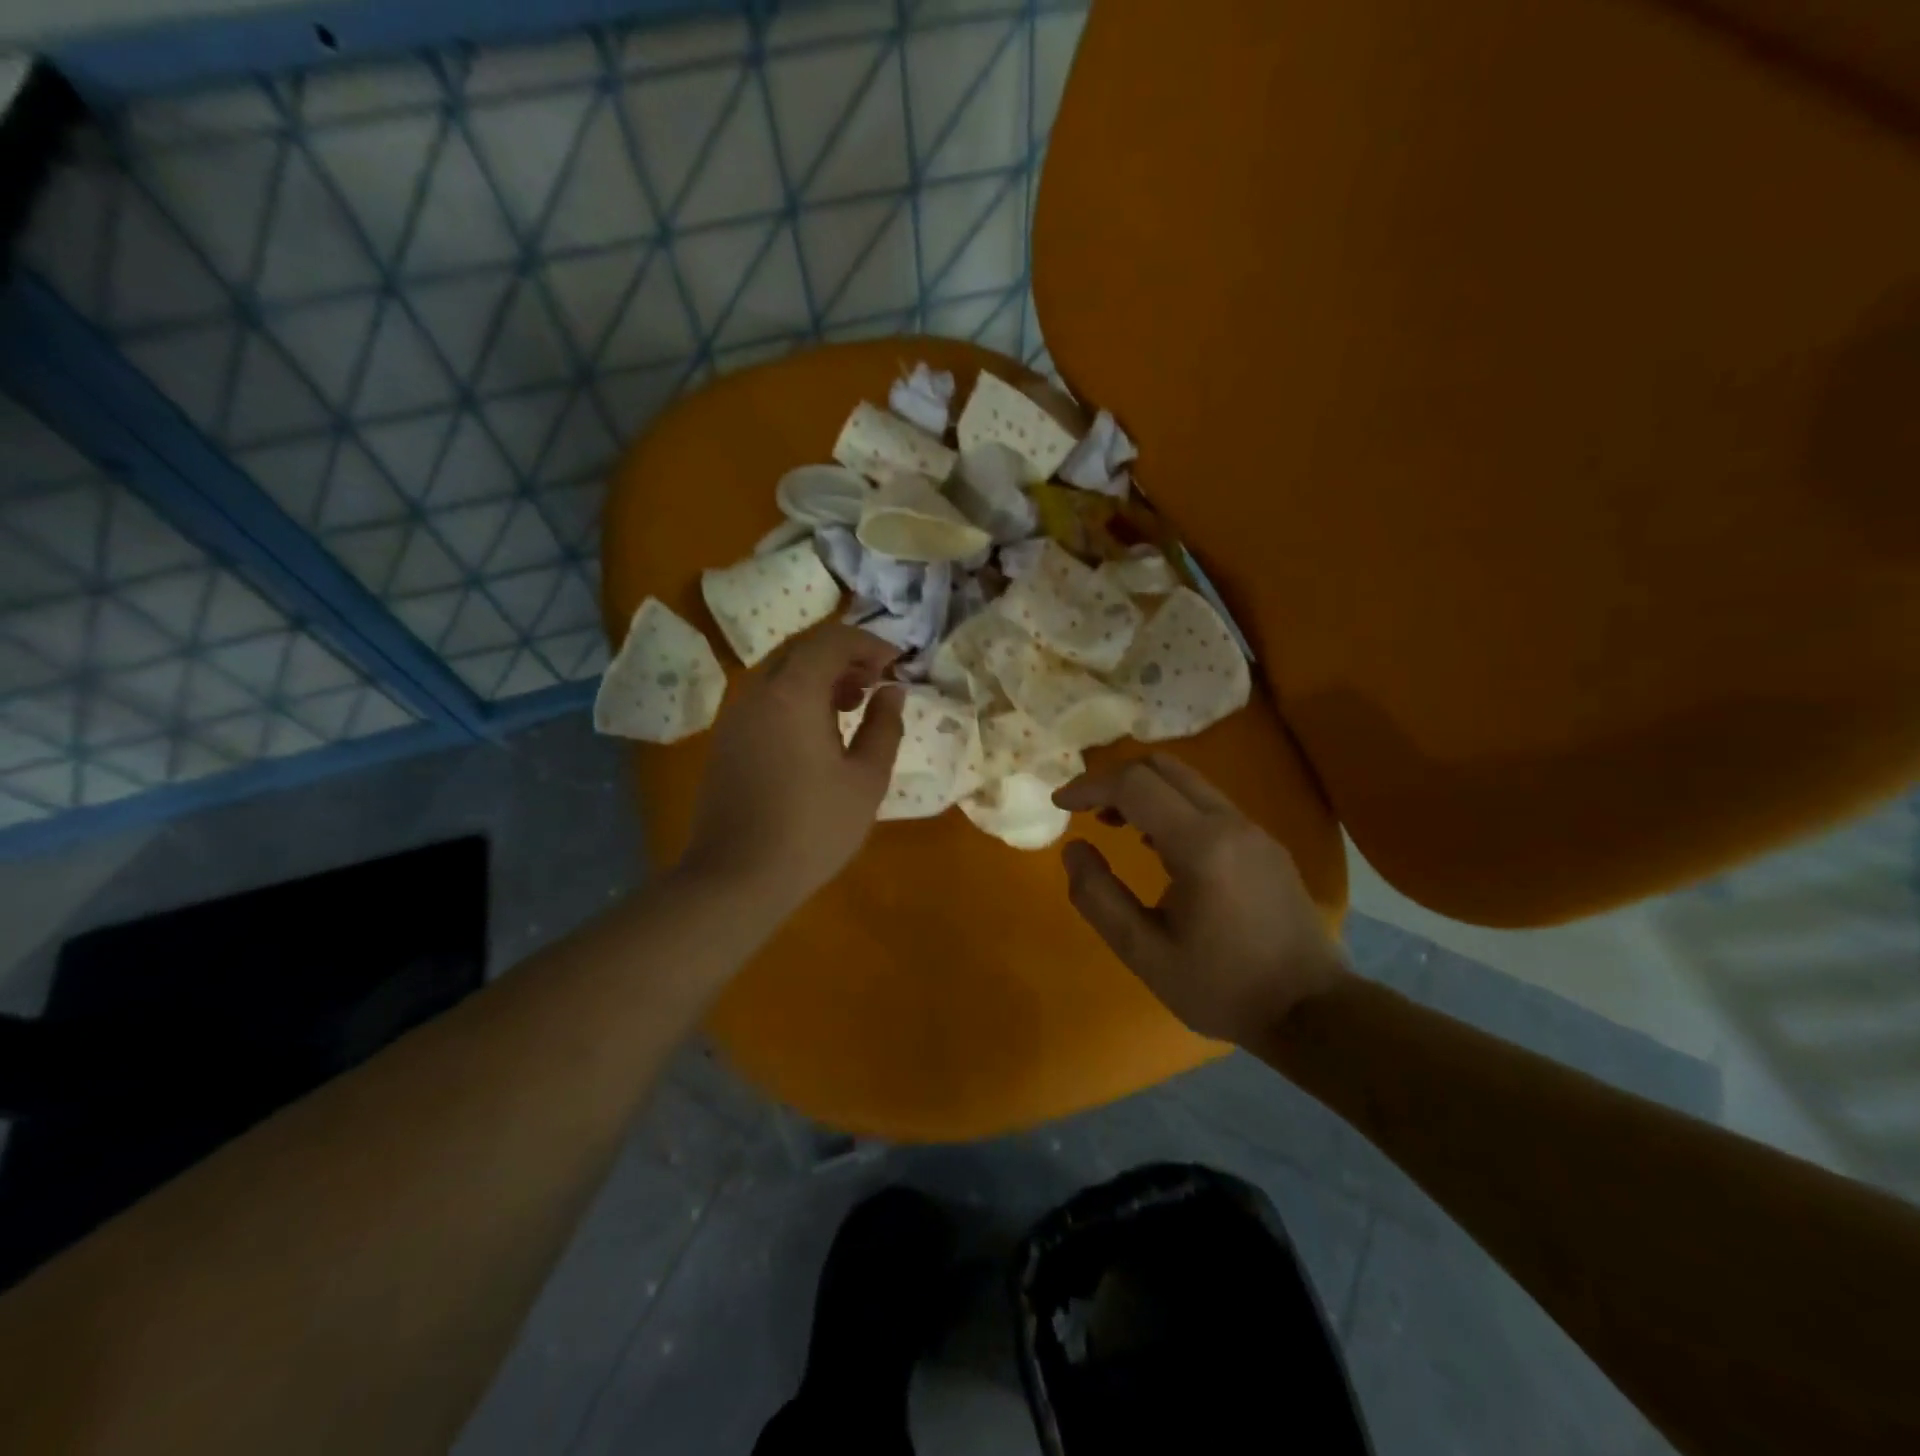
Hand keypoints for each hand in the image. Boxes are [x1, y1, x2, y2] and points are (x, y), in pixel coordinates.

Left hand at [679, 625, 905, 917]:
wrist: (736, 877)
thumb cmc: (813, 828)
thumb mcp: (866, 780)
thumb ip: (884, 727)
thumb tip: (893, 692)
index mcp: (793, 694)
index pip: (832, 640)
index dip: (869, 643)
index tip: (897, 662)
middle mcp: (758, 693)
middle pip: (803, 650)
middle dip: (844, 657)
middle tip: (877, 682)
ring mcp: (736, 716)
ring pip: (782, 674)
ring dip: (820, 678)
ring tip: (852, 706)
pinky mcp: (726, 741)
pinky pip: (766, 700)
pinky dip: (797, 698)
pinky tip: (818, 733)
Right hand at [1053, 753, 1348, 1043]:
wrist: (1313, 1012)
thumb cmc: (1222, 987)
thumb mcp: (1145, 954)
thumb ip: (1099, 898)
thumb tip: (1073, 849)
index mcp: (1201, 846)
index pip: (1134, 785)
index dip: (1089, 787)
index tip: (1059, 805)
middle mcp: (1230, 823)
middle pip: (1162, 767)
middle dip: (1115, 779)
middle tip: (1086, 811)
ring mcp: (1253, 830)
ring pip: (1188, 782)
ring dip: (1144, 791)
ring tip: (1114, 826)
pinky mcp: (1265, 844)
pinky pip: (1208, 803)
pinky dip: (1171, 806)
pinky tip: (1158, 846)